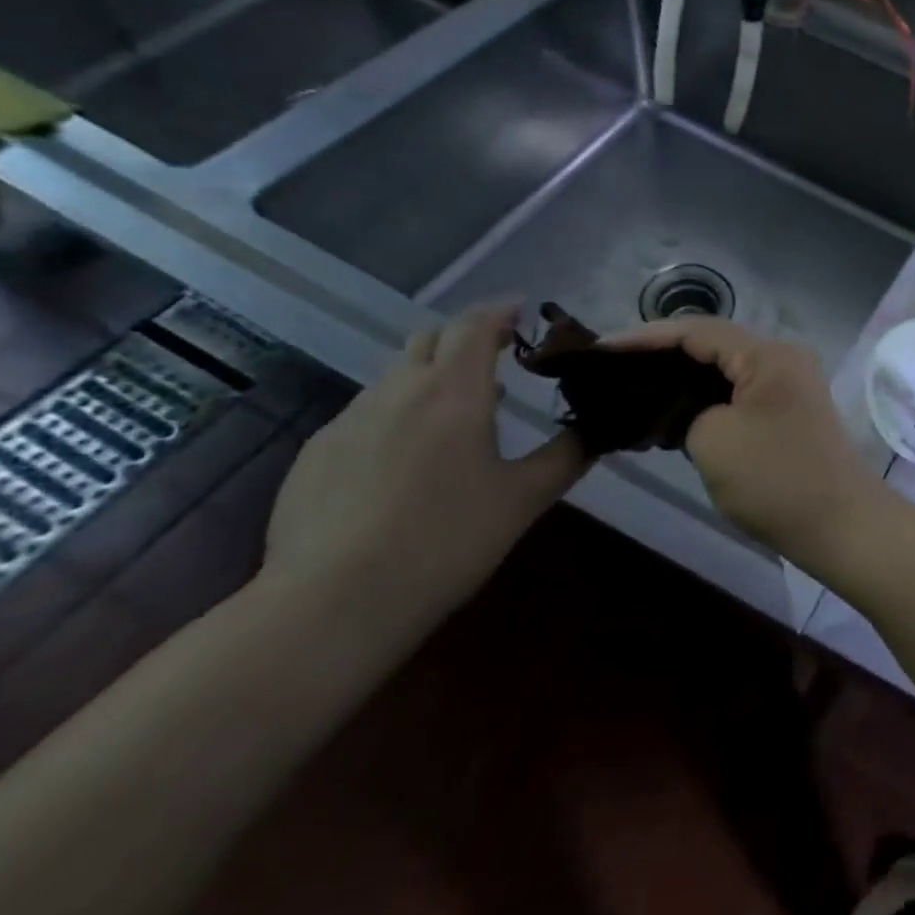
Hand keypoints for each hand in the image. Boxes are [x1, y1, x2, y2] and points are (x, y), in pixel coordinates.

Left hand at [261, 302, 589, 634]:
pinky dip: (397, 412)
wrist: (332, 604)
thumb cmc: (446, 541)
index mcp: (453, 392)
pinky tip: (405, 460)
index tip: (522, 310)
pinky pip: (365, 413)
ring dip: (431, 376)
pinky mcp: (315, 454)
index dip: (500, 311)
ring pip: (395, 376)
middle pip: (430, 339)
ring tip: (458, 413)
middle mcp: (397, 391)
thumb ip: (567, 456)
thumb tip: (599, 429)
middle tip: (497, 357)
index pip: (474, 325)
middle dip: (465, 338)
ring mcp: (348, 421)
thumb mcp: (524, 500)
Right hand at [605, 318, 890, 560]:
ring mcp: (789, 385)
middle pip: (711, 345)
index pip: (696, 331)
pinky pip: (737, 394)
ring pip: (723, 371)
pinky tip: (670, 415)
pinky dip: (704, 401)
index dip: (644, 338)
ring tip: (631, 390)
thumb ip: (685, 411)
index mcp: (767, 354)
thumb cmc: (776, 479)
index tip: (600, 350)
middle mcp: (782, 358)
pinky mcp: (788, 413)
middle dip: (660, 357)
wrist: (841, 525)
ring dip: (681, 381)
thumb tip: (683, 410)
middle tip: (610, 370)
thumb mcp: (713, 439)